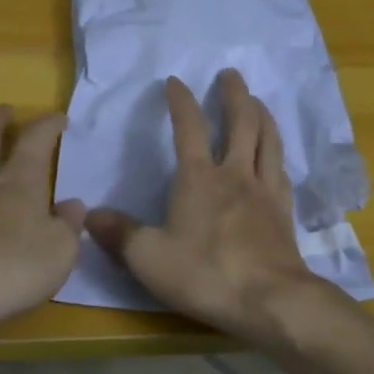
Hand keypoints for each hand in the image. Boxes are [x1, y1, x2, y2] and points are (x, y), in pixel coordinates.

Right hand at [85, 71, 327, 343]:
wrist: (270, 299)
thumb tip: (90, 215)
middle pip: (240, 122)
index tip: (175, 81)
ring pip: (268, 140)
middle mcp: (235, 174)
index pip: (189, 127)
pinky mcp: (284, 212)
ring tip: (257, 101)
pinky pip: (281, 170)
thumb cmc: (205, 273)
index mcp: (199, 178)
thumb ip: (119, 233)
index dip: (181, 101)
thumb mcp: (148, 257)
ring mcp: (264, 191)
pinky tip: (275, 155)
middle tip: (230, 74)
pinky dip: (276, 152)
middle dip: (234, 94)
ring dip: (262, 114)